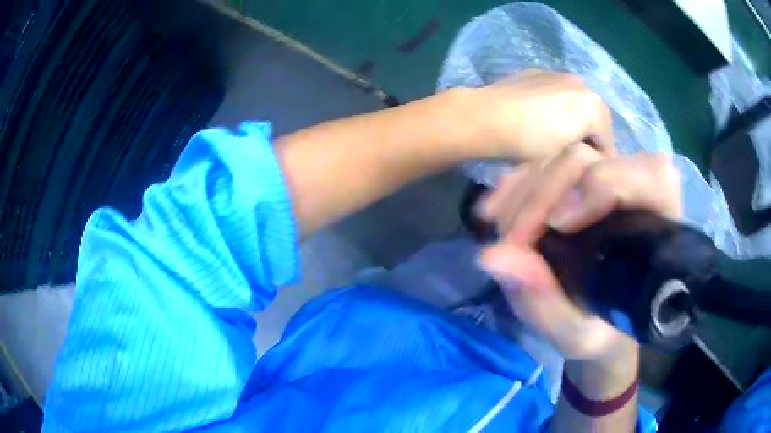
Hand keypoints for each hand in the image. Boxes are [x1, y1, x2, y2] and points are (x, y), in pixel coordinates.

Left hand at [463, 69, 615, 161]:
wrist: (484, 116)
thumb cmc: (529, 141)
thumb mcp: (567, 157)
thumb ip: (589, 156)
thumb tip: (593, 160)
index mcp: (594, 103)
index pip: (608, 141)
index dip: (599, 163)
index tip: (585, 176)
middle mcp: (581, 82)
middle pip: (595, 120)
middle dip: (587, 140)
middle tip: (570, 159)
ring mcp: (557, 73)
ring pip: (576, 105)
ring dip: (572, 122)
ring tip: (554, 140)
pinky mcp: (537, 72)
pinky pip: (557, 94)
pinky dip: (556, 108)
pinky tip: (538, 121)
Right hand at [477, 144, 680, 362]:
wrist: (600, 327)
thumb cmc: (601, 333)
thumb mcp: (576, 333)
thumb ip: (544, 302)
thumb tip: (492, 256)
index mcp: (658, 226)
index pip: (647, 174)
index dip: (602, 184)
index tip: (559, 225)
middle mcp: (635, 191)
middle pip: (589, 158)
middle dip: (543, 194)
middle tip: (512, 241)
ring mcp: (603, 181)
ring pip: (560, 158)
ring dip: (523, 192)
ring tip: (500, 231)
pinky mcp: (577, 183)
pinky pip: (543, 167)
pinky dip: (515, 186)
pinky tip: (495, 211)